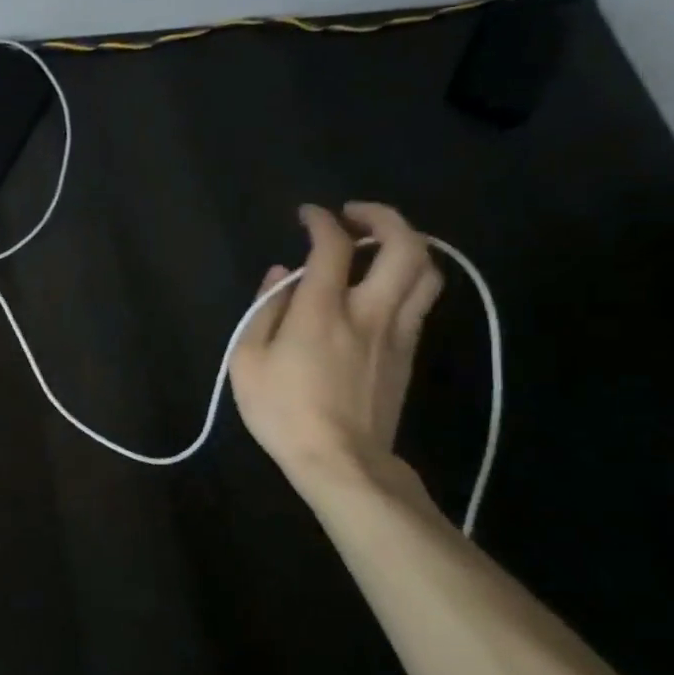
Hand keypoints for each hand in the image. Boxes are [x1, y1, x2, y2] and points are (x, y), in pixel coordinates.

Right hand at [230, 202, 442, 493]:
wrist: (340, 460)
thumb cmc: (282, 410)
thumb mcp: (247, 360)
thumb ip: (264, 310)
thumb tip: (279, 275)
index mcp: (322, 311)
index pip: (333, 247)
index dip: (321, 222)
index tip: (308, 214)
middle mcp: (369, 311)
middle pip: (403, 247)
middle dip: (384, 218)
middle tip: (356, 216)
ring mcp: (396, 332)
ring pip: (426, 272)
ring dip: (408, 245)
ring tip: (380, 244)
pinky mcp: (408, 354)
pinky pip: (421, 301)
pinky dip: (409, 278)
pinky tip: (384, 286)